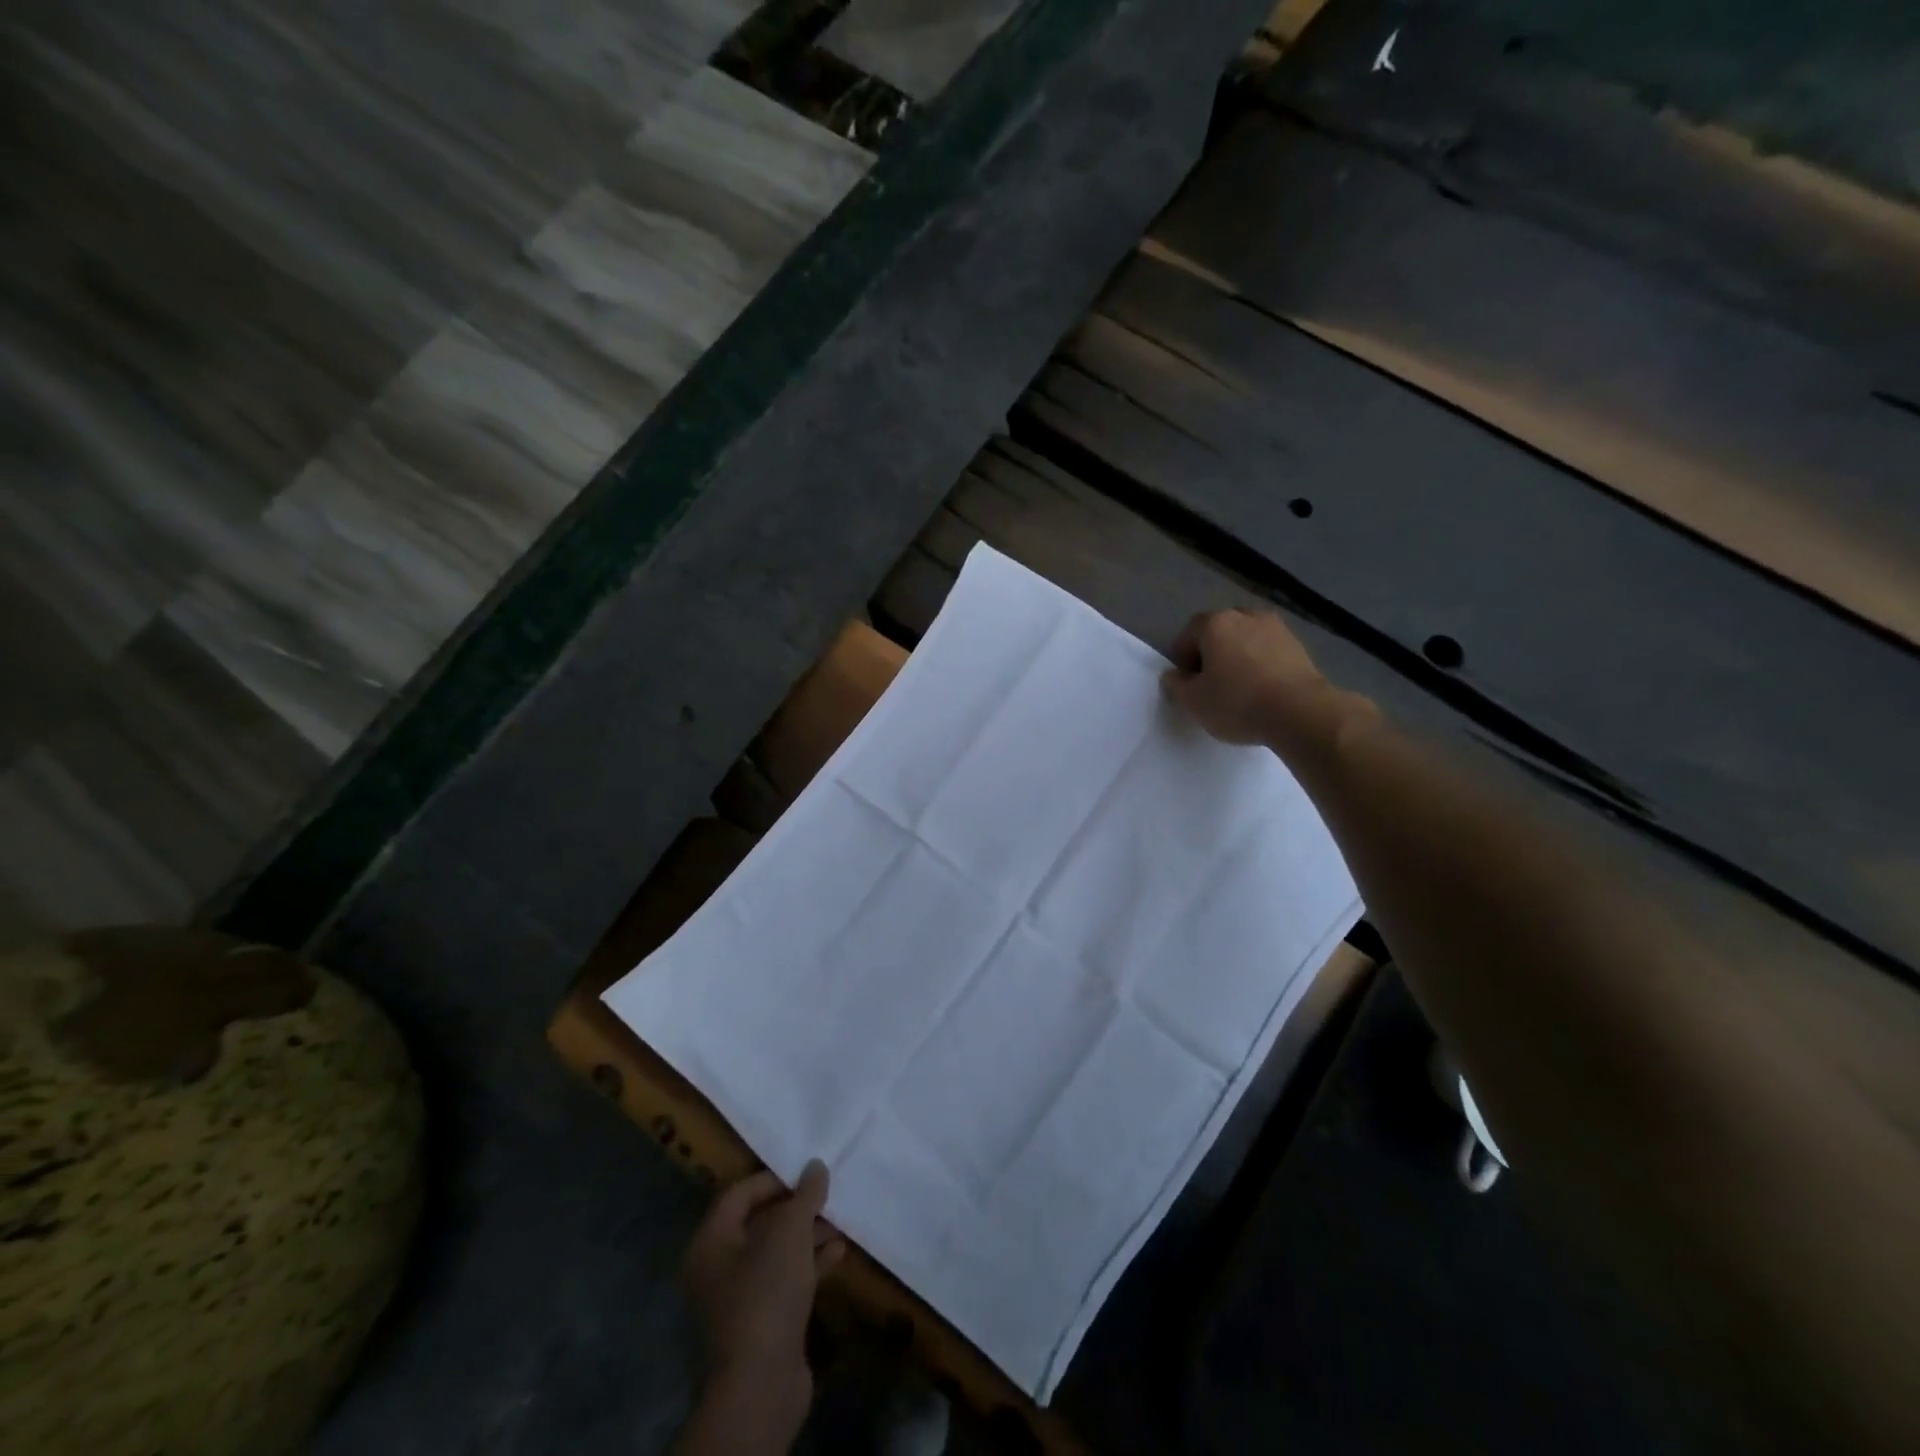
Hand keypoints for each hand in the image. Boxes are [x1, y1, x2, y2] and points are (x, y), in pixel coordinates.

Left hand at [683, 1161, 845, 1404]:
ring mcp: (741, 1297)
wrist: (762, 1384)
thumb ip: (805, 1194)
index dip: (773, 1178)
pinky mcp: (764, 1320)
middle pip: (760, 1222)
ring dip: (808, 1235)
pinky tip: (839, 1252)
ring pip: (777, 1252)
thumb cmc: (767, 1292)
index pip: (739, 1194)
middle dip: (796, 1207)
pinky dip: (810, 1263)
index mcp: (711, 1242)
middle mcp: (719, 1267)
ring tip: (840, 1220)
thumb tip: (816, 1166)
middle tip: (827, 1193)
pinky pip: (787, 1278)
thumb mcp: (790, 1231)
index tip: (807, 1172)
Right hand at [1162, 609, 1353, 748]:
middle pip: (1218, 632)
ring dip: (1237, 657)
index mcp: (1215, 623)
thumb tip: (1174, 675)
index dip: (1182, 658)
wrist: (1300, 712)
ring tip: (1238, 687)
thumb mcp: (1193, 701)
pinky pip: (1268, 650)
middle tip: (1210, 684)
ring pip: (1245, 639)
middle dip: (1211, 653)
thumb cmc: (1237, 702)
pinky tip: (1261, 689)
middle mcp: (1245, 616)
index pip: (1188, 633)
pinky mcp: (1298, 645)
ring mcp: (1276, 628)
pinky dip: (1260, 663)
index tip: (1187, 683)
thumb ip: (1176, 685)